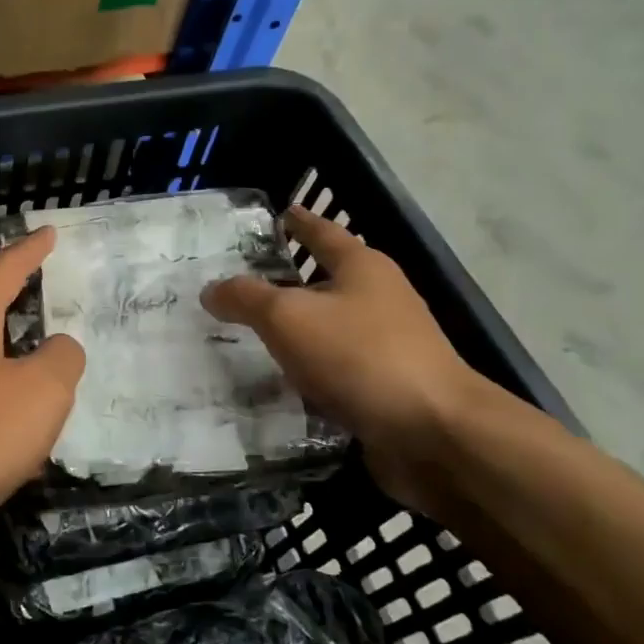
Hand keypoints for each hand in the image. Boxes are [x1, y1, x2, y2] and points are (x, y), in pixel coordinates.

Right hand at [200, 206, 488, 509]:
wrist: (431, 431)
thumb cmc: (358, 356)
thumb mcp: (287, 317)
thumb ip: (245, 298)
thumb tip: (211, 290)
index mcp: (362, 267)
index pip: (323, 232)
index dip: (299, 221)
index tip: (280, 212)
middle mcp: (379, 298)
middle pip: (325, 280)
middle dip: (287, 282)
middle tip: (241, 285)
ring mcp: (386, 344)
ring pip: (328, 327)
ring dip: (295, 331)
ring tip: (249, 335)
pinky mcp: (384, 385)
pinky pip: (333, 368)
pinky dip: (306, 369)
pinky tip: (277, 381)